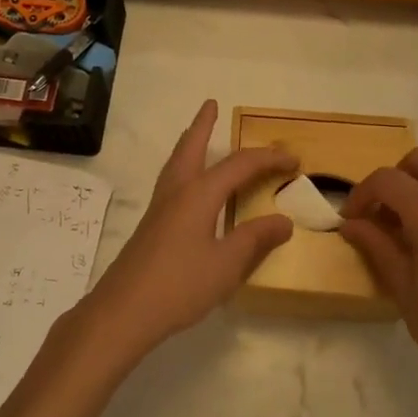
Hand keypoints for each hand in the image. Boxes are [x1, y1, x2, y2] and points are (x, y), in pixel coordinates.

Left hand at [71, 101, 295, 365]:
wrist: (123, 311)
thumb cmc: (179, 285)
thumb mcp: (227, 264)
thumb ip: (255, 239)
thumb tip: (284, 220)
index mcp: (198, 194)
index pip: (239, 165)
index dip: (268, 159)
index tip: (293, 159)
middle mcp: (176, 192)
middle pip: (190, 148)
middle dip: (203, 125)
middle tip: (211, 105)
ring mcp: (159, 209)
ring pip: (176, 164)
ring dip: (189, 144)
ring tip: (198, 136)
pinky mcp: (151, 227)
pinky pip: (172, 183)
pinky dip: (184, 169)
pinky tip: (189, 189)